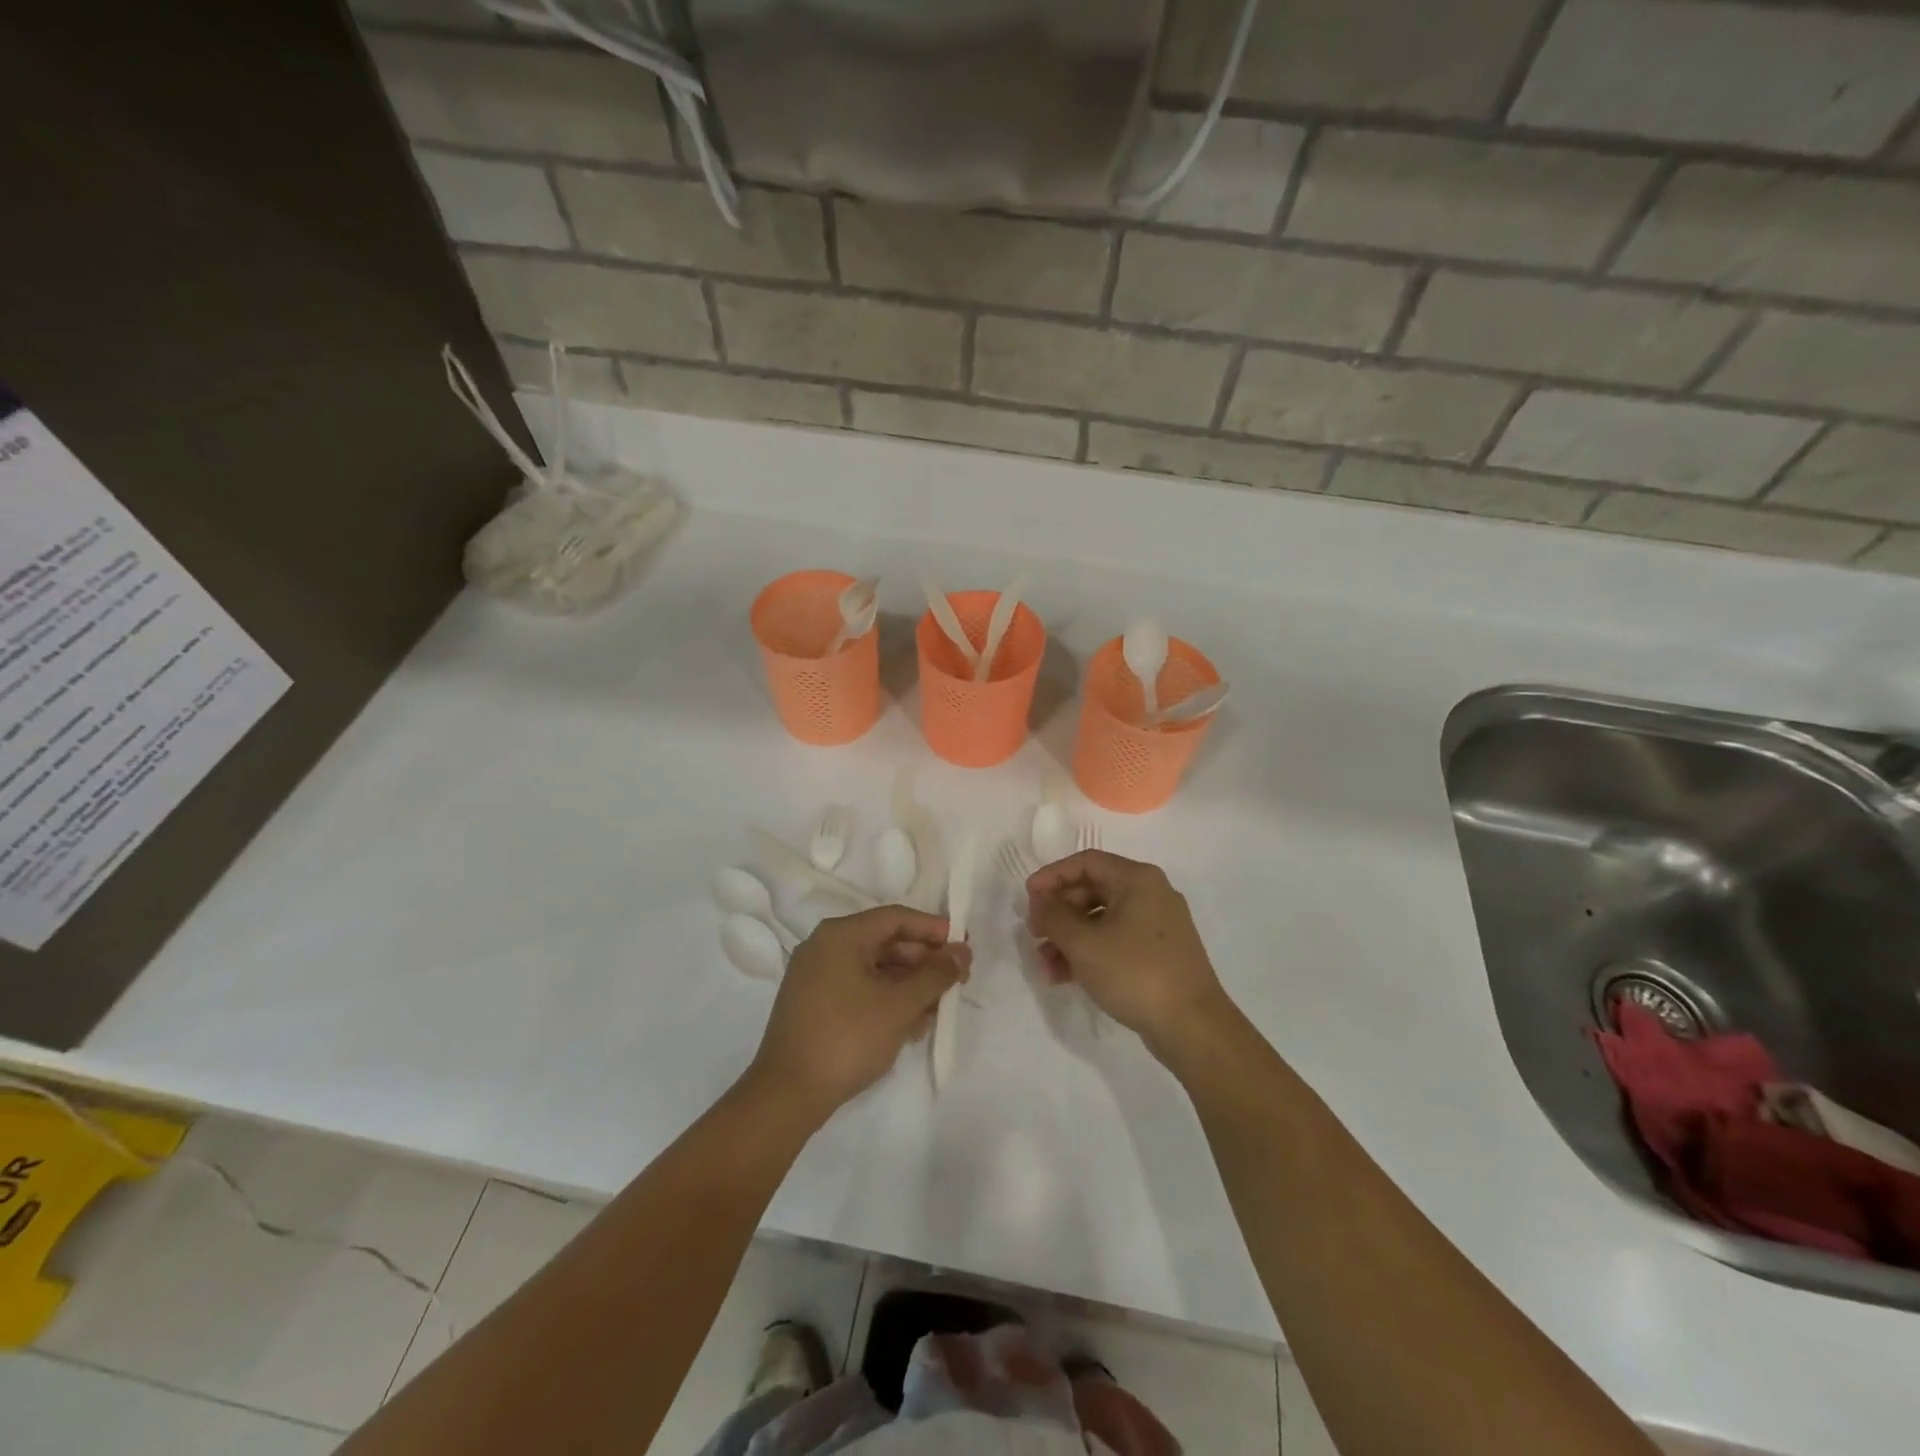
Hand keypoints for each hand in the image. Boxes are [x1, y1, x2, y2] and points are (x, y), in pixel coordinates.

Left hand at [747, 905, 970, 1121]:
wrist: (787, 1094)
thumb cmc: (847, 1038)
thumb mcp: (900, 1005)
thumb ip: (935, 974)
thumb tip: (963, 951)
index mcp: (841, 935)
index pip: (896, 918)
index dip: (933, 930)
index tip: (962, 948)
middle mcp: (824, 946)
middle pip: (885, 942)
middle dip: (923, 962)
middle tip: (955, 983)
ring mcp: (815, 976)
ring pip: (873, 968)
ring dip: (908, 985)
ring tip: (936, 1011)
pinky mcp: (813, 1004)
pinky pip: (858, 988)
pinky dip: (885, 999)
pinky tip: (909, 1025)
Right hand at [1026, 851, 1227, 1051]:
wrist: (1192, 1027)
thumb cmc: (1135, 973)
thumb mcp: (1084, 944)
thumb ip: (1054, 917)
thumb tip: (1040, 901)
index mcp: (1138, 879)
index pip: (1086, 862)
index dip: (1052, 876)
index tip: (1027, 897)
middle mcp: (1151, 894)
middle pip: (1092, 890)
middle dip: (1058, 912)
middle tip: (1034, 933)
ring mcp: (1157, 926)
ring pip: (1101, 920)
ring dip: (1069, 938)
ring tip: (1044, 965)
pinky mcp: (1158, 954)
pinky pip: (1115, 942)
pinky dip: (1089, 953)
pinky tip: (1064, 977)